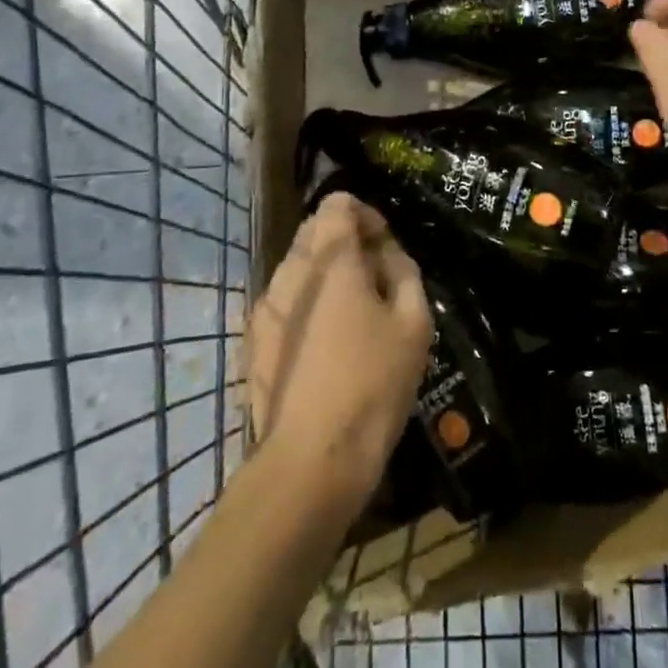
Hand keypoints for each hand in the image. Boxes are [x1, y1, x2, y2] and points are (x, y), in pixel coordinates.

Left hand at [245, 194, 433, 519]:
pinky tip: (329, 343)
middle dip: (346, 241)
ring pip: (297, 266)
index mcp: (329, 261)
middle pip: (314, 230)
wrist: (310, 463)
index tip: (386, 247)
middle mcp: (289, 273)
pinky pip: (284, 301)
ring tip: (355, 313)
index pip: (337, 203)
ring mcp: (264, 308)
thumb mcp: (413, 324)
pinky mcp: (253, 341)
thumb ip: (403, 271)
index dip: (366, 214)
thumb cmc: (372, 386)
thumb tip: (386, 252)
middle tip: (376, 279)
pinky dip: (308, 303)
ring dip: (326, 272)